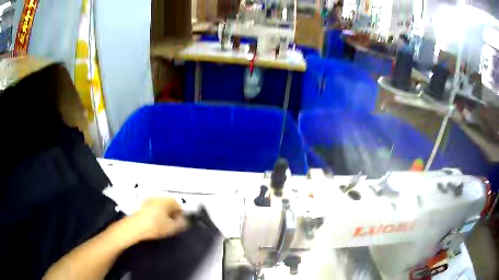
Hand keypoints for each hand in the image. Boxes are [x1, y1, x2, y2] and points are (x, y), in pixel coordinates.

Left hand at [128, 197, 187, 241]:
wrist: (134, 227)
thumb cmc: (155, 226)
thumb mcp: (172, 228)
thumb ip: (182, 223)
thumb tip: (185, 221)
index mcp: (166, 200)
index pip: (179, 204)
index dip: (181, 215)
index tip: (179, 223)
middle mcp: (158, 197)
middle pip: (170, 203)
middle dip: (173, 213)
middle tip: (172, 224)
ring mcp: (149, 200)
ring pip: (161, 205)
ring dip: (164, 213)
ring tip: (163, 224)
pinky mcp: (142, 205)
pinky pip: (153, 207)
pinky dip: (156, 213)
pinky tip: (154, 222)